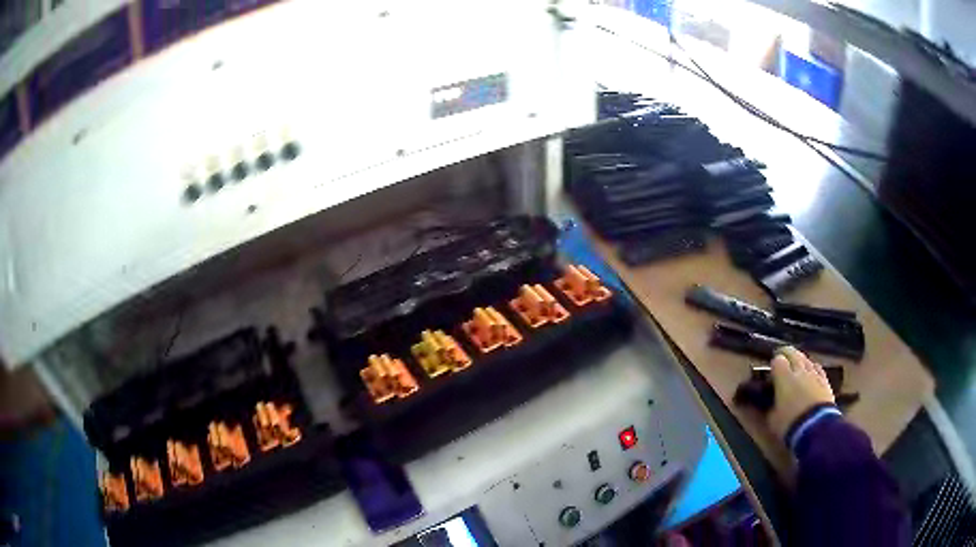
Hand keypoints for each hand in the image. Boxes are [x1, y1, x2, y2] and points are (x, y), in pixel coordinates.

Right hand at [767, 346, 834, 439]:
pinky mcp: (825, 381)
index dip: (774, 363)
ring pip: (807, 360)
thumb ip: (769, 406)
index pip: (778, 360)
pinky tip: (812, 370)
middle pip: (793, 354)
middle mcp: (800, 371)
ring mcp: (814, 374)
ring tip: (797, 362)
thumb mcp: (772, 419)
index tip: (771, 369)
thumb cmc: (790, 423)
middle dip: (787, 353)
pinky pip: (818, 369)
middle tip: (782, 356)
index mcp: (784, 377)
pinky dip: (813, 368)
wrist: (816, 428)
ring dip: (800, 360)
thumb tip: (764, 403)